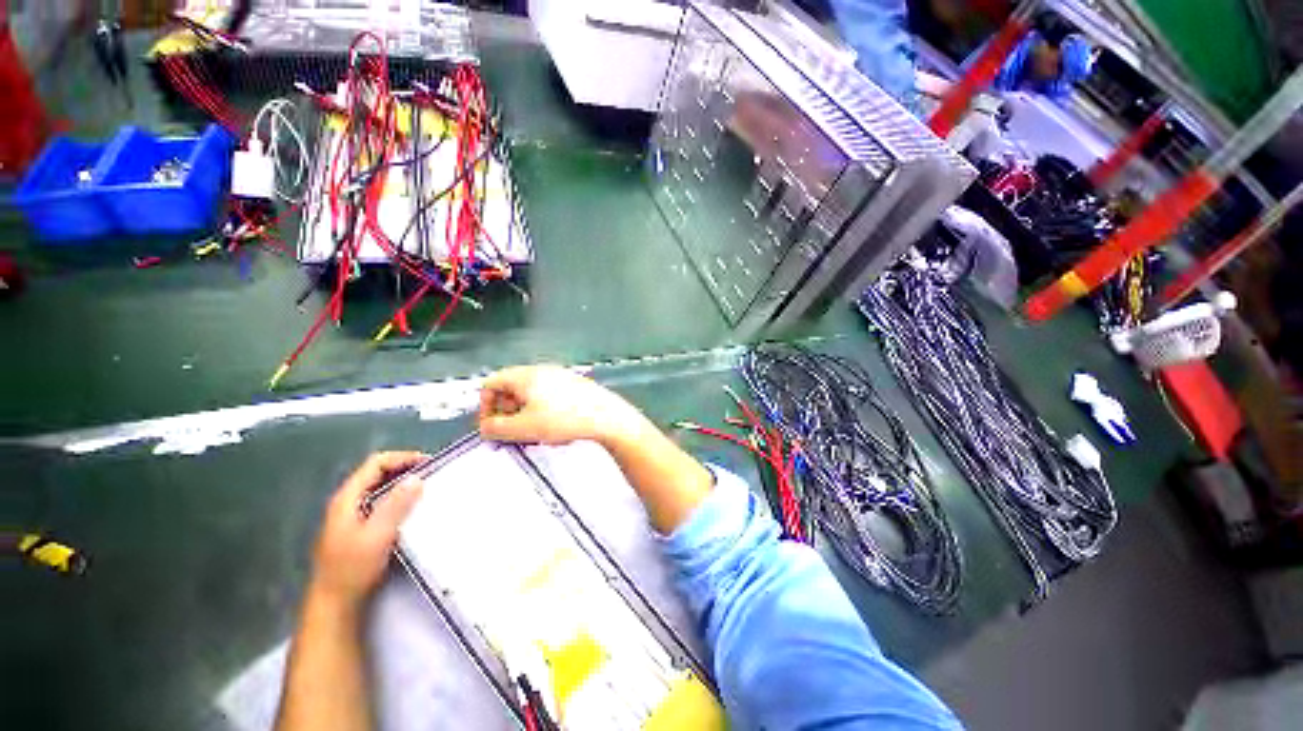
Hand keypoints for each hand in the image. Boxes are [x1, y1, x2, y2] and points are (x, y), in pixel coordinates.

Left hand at [309, 451, 427, 608]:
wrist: (335, 604)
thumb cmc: (353, 568)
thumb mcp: (377, 535)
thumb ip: (395, 505)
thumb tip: (417, 478)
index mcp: (347, 498)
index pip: (375, 464)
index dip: (402, 458)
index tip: (428, 464)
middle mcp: (348, 502)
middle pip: (377, 473)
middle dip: (405, 469)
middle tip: (431, 475)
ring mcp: (352, 516)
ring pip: (380, 488)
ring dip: (403, 485)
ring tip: (426, 490)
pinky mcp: (359, 529)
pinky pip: (382, 503)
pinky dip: (399, 499)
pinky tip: (412, 509)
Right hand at [478, 365, 645, 446]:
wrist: (606, 417)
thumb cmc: (566, 419)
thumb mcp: (523, 428)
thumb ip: (496, 429)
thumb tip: (486, 427)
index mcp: (525, 376)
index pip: (491, 384)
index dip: (485, 406)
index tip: (492, 426)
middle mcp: (542, 371)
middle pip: (511, 388)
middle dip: (507, 411)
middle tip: (513, 430)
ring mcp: (560, 377)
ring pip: (531, 394)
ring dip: (525, 413)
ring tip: (535, 431)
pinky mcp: (574, 386)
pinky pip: (549, 396)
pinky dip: (544, 411)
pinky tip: (554, 427)